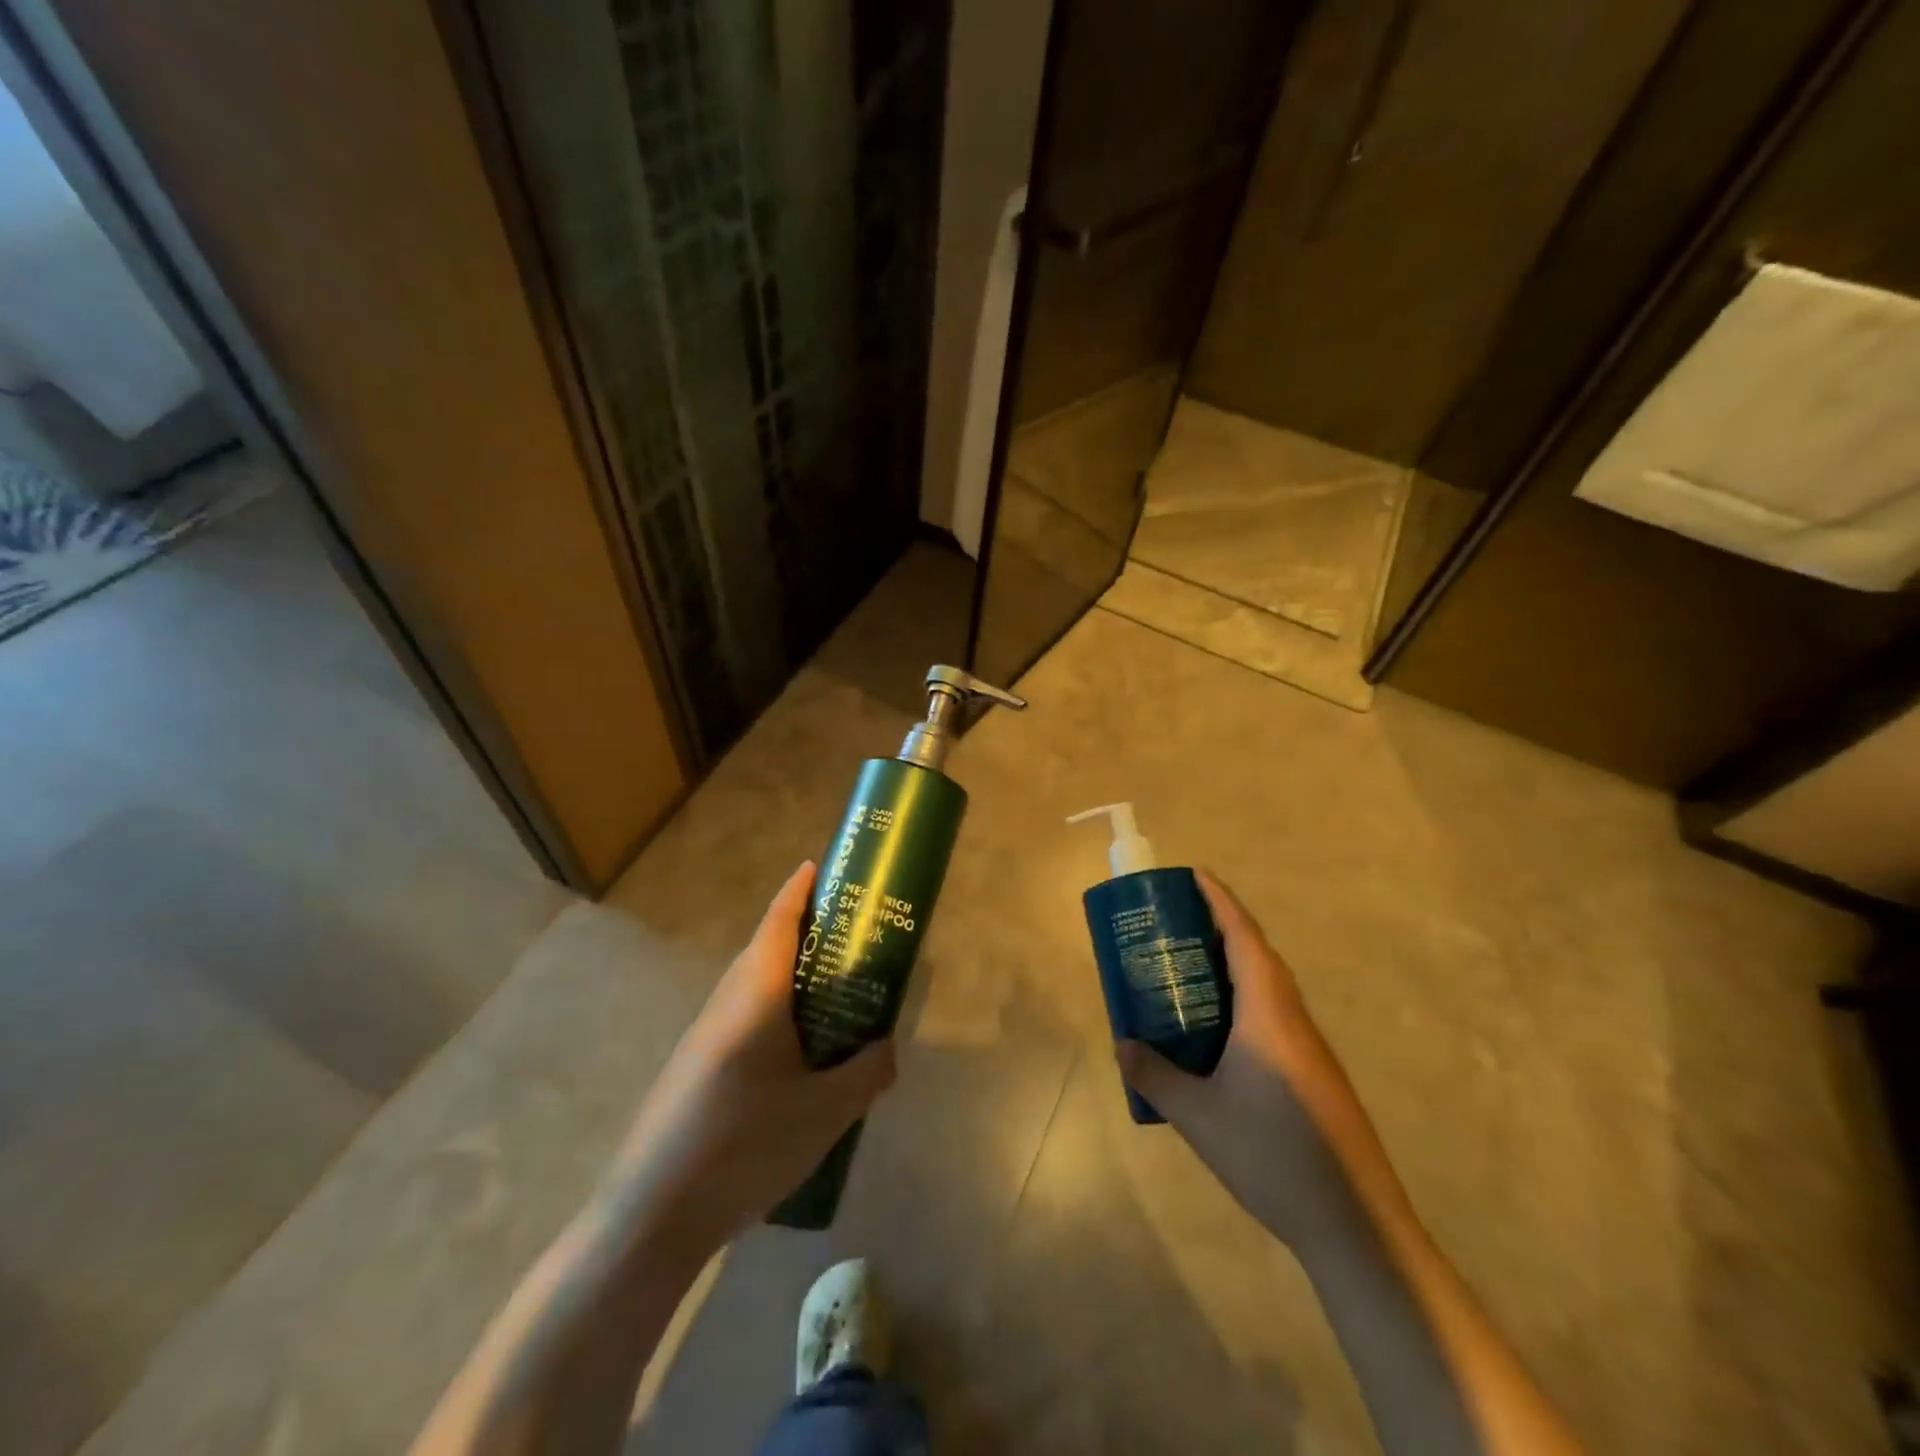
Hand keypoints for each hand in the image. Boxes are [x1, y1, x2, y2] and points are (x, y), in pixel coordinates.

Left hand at [607, 862, 896, 1250]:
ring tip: (833, 997)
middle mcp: (726, 1001)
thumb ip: (867, 1073)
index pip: (779, 920)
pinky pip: (743, 1019)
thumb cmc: (745, 1144)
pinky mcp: (695, 1068)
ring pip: (754, 986)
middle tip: (850, 939)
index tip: (822, 867)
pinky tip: (797, 1058)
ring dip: (791, 977)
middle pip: (766, 948)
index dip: (800, 890)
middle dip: (806, 933)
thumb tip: (887, 1049)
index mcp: (757, 993)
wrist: (651, 1216)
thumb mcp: (826, 1112)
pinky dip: (775, 1014)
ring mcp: (704, 1035)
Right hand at [1115, 871, 1378, 1248]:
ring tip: (1190, 970)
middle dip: (1222, 928)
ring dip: (1234, 966)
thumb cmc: (1272, 1155)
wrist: (1356, 1226)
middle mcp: (1293, 1020)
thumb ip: (1154, 1075)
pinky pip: (1274, 1016)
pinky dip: (1244, 1001)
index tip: (1194, 875)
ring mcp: (1310, 1050)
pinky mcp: (1315, 1076)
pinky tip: (1219, 1034)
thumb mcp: (1197, 1116)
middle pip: (1259, 956)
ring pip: (1269, 988)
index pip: (1244, 938)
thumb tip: (1122, 1044)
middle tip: (1178, 923)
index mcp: (1268, 1014)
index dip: (1220, 901)